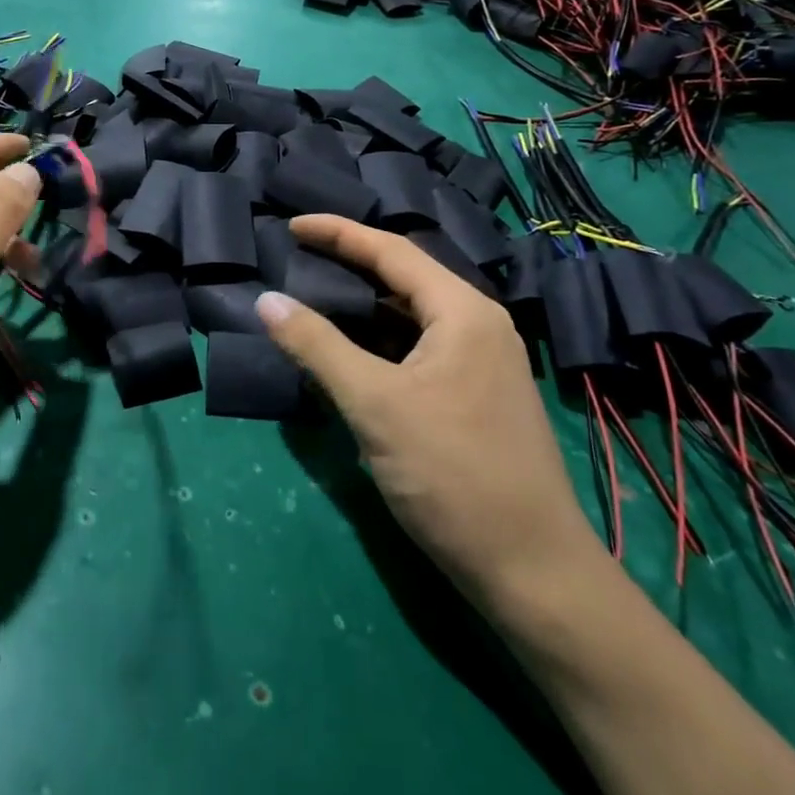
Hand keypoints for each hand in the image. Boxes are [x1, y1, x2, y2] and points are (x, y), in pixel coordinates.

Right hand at [255, 216, 596, 609]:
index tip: (292, 225)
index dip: (339, 233)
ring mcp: (479, 364)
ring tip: (311, 297)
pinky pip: (415, 350)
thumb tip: (266, 300)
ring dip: (361, 307)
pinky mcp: (471, 396)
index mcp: (463, 312)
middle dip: (349, 264)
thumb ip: (317, 346)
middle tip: (296, 257)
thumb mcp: (374, 404)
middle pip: (403, 279)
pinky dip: (377, 342)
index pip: (392, 251)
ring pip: (409, 317)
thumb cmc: (451, 474)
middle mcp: (477, 326)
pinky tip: (345, 353)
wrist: (529, 569)